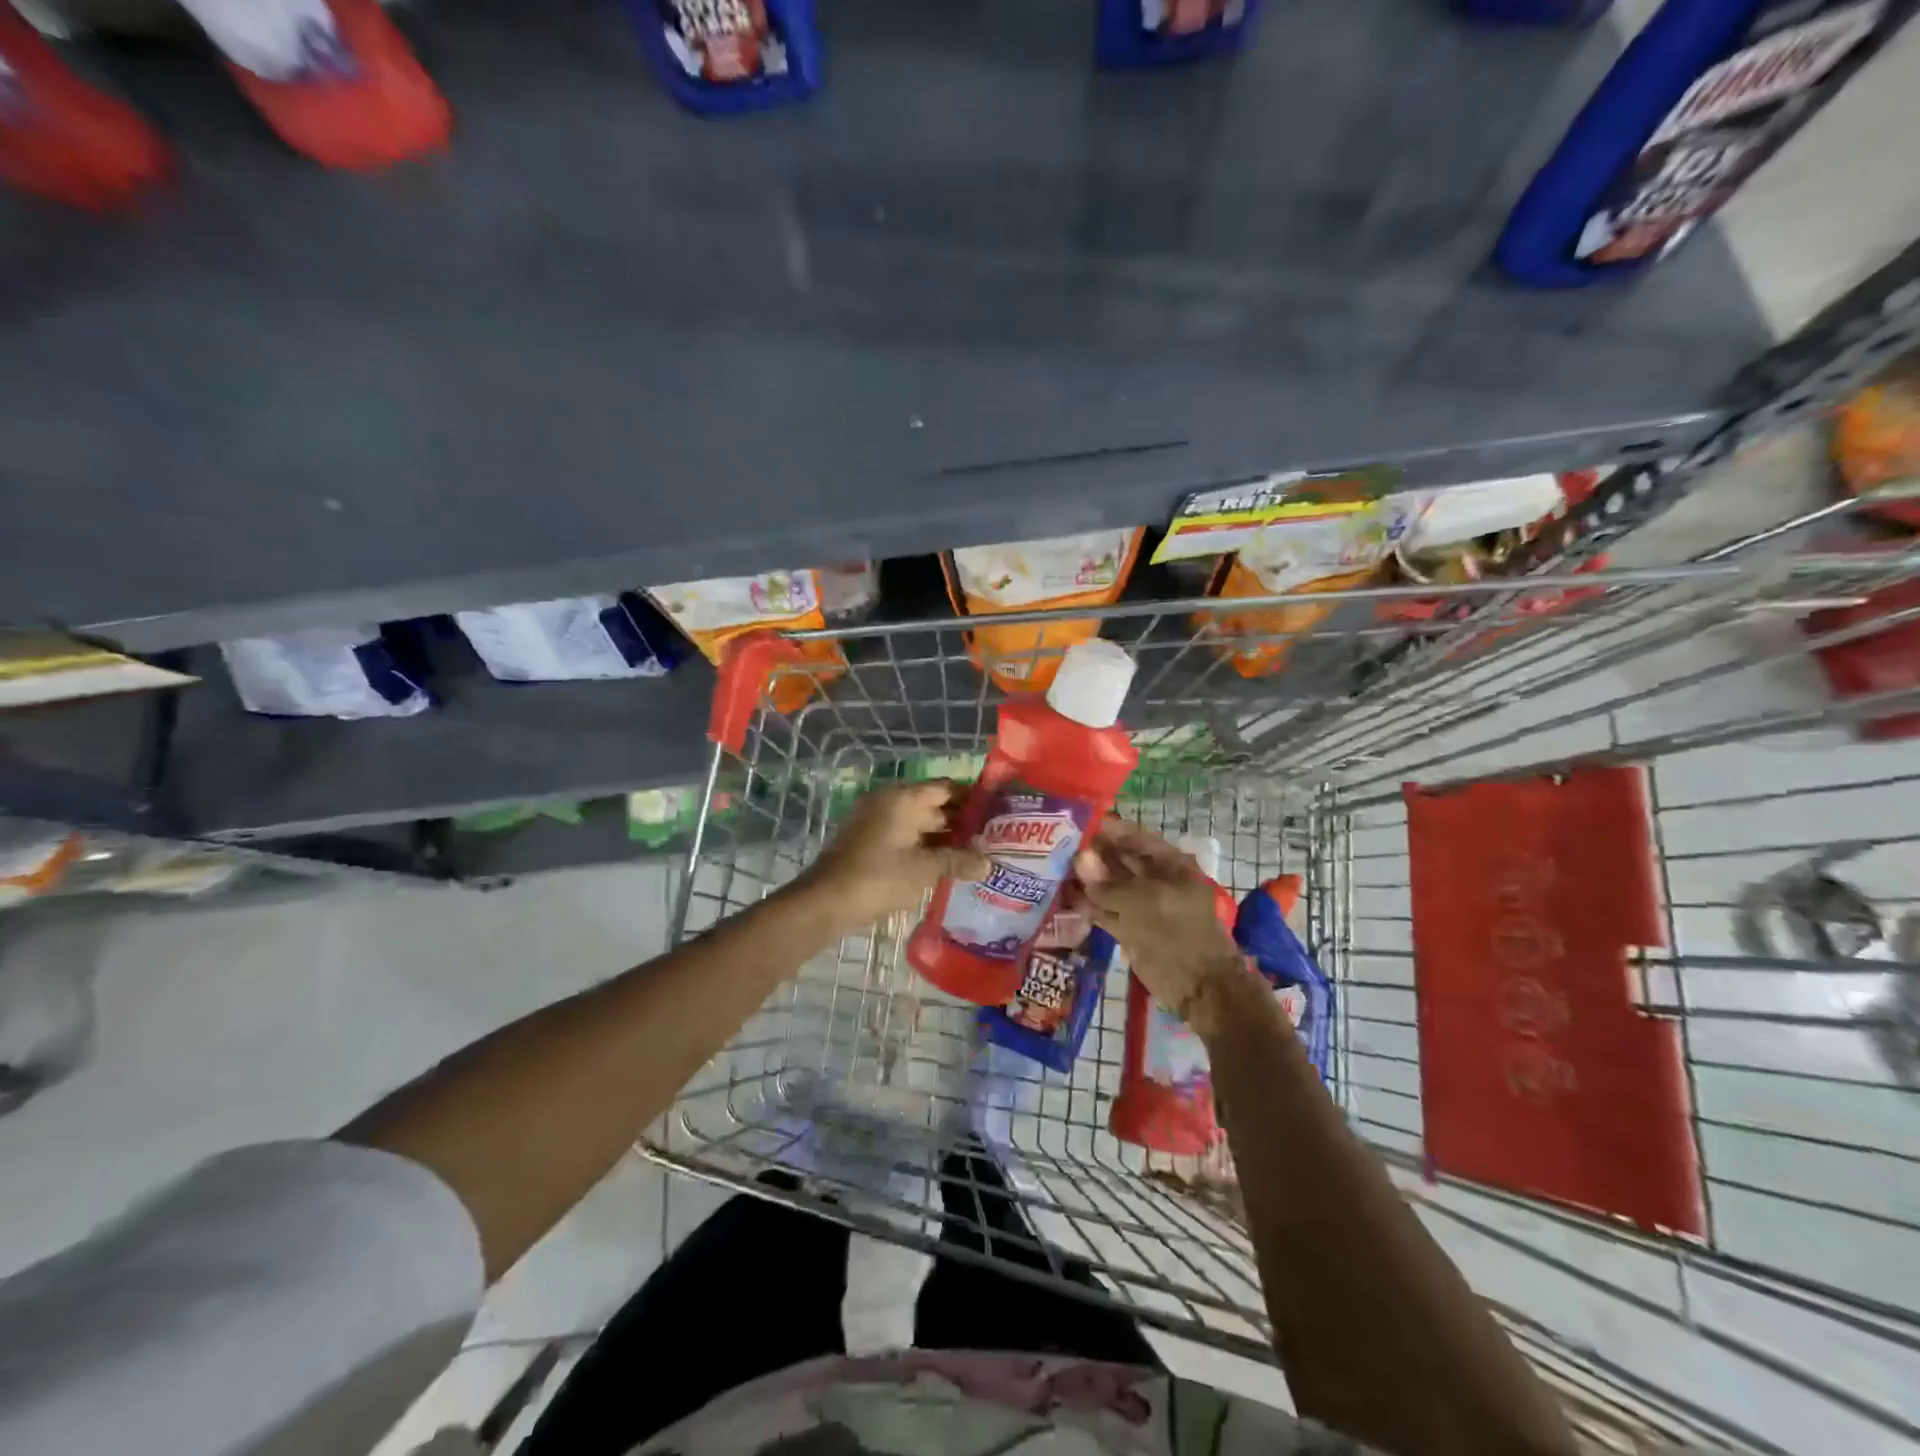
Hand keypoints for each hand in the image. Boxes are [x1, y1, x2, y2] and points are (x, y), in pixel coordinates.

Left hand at [794, 782, 990, 934]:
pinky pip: (905, 838)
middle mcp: (890, 803)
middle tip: (993, 839)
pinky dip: (925, 848)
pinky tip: (946, 867)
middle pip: (934, 805)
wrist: (824, 902)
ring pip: (920, 824)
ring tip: (976, 856)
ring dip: (944, 839)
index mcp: (903, 799)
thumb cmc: (878, 878)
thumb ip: (957, 861)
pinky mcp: (870, 843)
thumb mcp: (924, 870)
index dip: (973, 798)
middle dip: (962, 822)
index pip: (946, 787)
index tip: (997, 813)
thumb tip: (988, 863)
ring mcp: (877, 822)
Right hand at [1074, 819, 1248, 1032]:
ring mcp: (1141, 905)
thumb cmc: (1179, 934)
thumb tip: (1080, 859)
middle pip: (1118, 859)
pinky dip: (1086, 904)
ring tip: (1051, 866)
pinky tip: (1062, 895)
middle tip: (1054, 844)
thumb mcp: (1144, 903)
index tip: (1074, 822)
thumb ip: (1109, 884)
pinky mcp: (1128, 928)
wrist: (1199, 987)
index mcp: (1170, 864)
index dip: (1106, 829)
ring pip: (1108, 885)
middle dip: (1090, 853)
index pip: (1133, 837)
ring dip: (1084, 879)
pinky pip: (1104, 910)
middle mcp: (1154, 879)